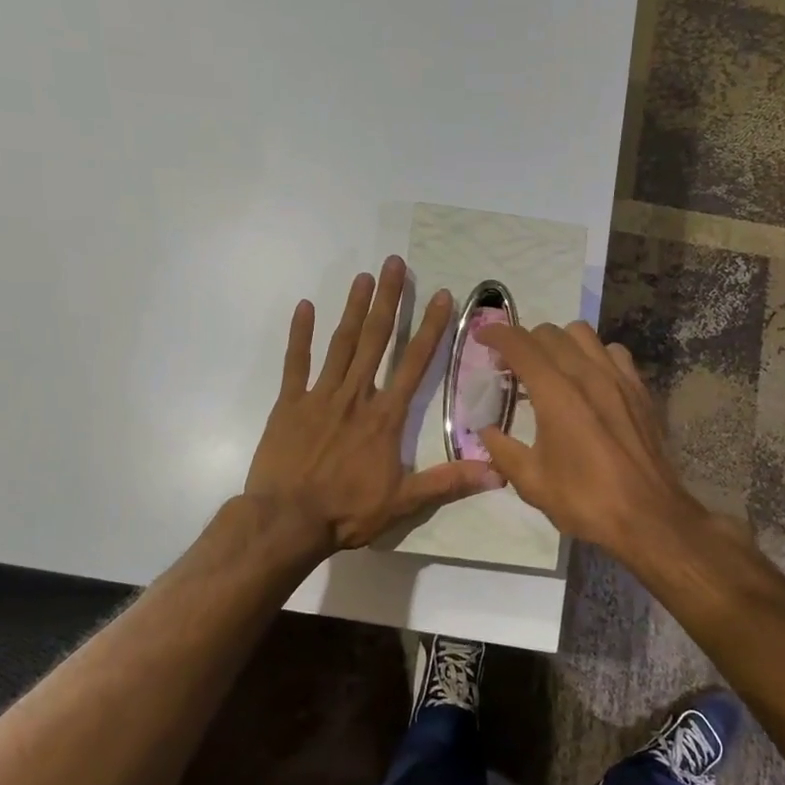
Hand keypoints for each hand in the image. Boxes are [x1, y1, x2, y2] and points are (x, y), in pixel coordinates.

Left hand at [245, 256, 502, 552]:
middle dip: (388, 300)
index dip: (429, 328)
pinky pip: (295, 363)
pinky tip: (304, 307)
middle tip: (394, 263)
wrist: (287, 521)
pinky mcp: (289, 404)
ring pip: (341, 344)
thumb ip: (448, 482)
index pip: (414, 363)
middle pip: (376, 340)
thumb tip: (497, 473)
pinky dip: (299, 335)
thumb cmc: (346, 511)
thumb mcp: (404, 502)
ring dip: (353, 308)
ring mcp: (319, 396)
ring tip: (363, 276)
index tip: (439, 295)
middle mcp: (356, 396)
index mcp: (385, 416)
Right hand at [475, 320, 709, 563]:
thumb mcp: (531, 482)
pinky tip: (590, 380)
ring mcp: (618, 378)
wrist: (648, 517)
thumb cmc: (585, 500)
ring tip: (550, 368)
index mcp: (556, 393)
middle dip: (523, 342)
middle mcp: (587, 373)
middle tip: (511, 368)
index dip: (495, 334)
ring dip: (559, 343)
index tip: (480, 337)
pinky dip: (594, 355)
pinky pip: (614, 352)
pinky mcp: (640, 389)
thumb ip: (501, 450)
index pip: (519, 344)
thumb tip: (486, 430)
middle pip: (549, 333)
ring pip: (583, 334)